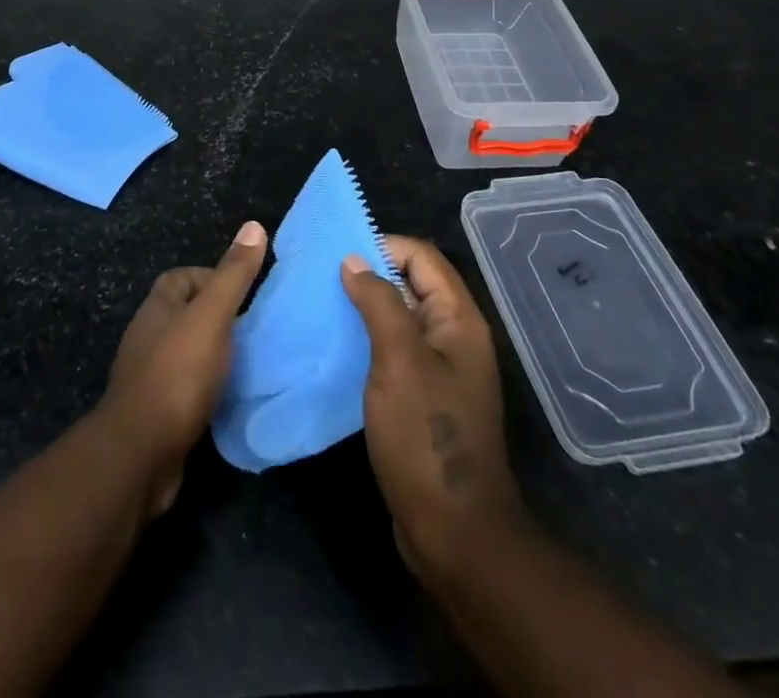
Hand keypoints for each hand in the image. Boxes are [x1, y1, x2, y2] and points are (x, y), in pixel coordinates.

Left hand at [99, 220, 267, 515]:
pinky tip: (230, 399)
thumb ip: (233, 276)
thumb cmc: (177, 374)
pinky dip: (207, 388)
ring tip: (249, 362)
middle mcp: (148, 336)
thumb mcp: (212, 317)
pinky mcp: (156, 413)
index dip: (212, 277)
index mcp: (157, 308)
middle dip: (217, 317)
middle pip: (184, 313)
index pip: (182, 277)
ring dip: (213, 354)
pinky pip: (186, 389)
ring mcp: (148, 376)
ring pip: (186, 352)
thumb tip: (254, 225)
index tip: (245, 293)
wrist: (140, 454)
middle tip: (254, 328)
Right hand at [341, 235, 524, 578]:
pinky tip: (334, 346)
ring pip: (399, 317)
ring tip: (320, 307)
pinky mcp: (423, 396)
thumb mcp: (399, 361)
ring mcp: (439, 369)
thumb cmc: (427, 436)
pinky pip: (394, 350)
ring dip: (364, 308)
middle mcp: (453, 336)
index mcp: (458, 320)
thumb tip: (354, 260)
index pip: (421, 257)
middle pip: (411, 283)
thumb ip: (379, 303)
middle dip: (368, 274)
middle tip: (321, 278)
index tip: (339, 255)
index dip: (382, 246)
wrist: (454, 531)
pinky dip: (367, 340)